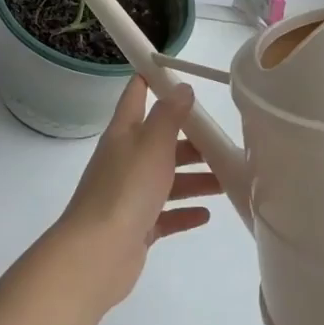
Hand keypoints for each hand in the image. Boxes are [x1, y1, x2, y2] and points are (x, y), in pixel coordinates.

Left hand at [51, 78, 220, 311]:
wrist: (97, 253)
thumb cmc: (126, 189)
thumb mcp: (152, 143)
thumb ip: (169, 115)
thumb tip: (181, 88)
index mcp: (123, 134)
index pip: (135, 96)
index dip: (151, 79)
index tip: (173, 71)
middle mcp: (124, 160)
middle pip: (158, 141)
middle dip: (188, 139)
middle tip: (221, 141)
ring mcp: (129, 195)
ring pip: (166, 180)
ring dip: (194, 178)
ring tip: (225, 180)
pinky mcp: (136, 227)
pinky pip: (165, 215)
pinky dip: (184, 212)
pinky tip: (206, 215)